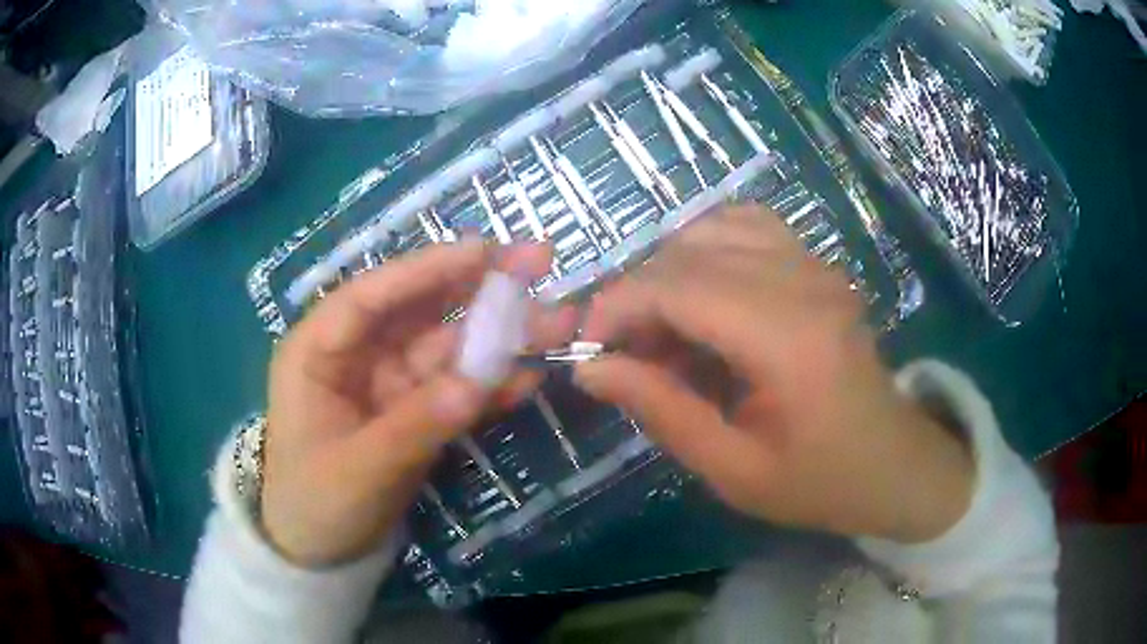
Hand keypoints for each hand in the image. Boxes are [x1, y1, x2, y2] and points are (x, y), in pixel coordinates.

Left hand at [262, 242, 576, 566]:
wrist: (321, 553)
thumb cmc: (316, 503)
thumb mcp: (360, 469)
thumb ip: (416, 425)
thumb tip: (478, 384)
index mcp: (318, 351)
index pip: (370, 298)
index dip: (424, 270)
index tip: (483, 251)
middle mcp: (356, 355)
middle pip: (419, 311)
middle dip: (476, 289)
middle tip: (538, 262)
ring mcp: (390, 383)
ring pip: (447, 348)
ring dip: (499, 337)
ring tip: (557, 322)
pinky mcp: (415, 411)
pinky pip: (456, 391)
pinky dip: (490, 386)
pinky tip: (529, 377)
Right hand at [574, 206, 973, 542]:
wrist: (894, 465)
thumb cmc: (820, 482)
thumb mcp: (733, 470)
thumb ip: (661, 410)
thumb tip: (590, 369)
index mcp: (788, 338)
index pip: (678, 285)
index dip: (616, 305)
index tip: (586, 345)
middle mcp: (804, 281)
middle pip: (689, 250)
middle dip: (636, 291)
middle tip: (624, 350)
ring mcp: (816, 265)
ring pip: (714, 226)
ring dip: (670, 268)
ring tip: (664, 325)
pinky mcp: (819, 265)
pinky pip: (748, 226)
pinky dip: (708, 248)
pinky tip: (704, 295)